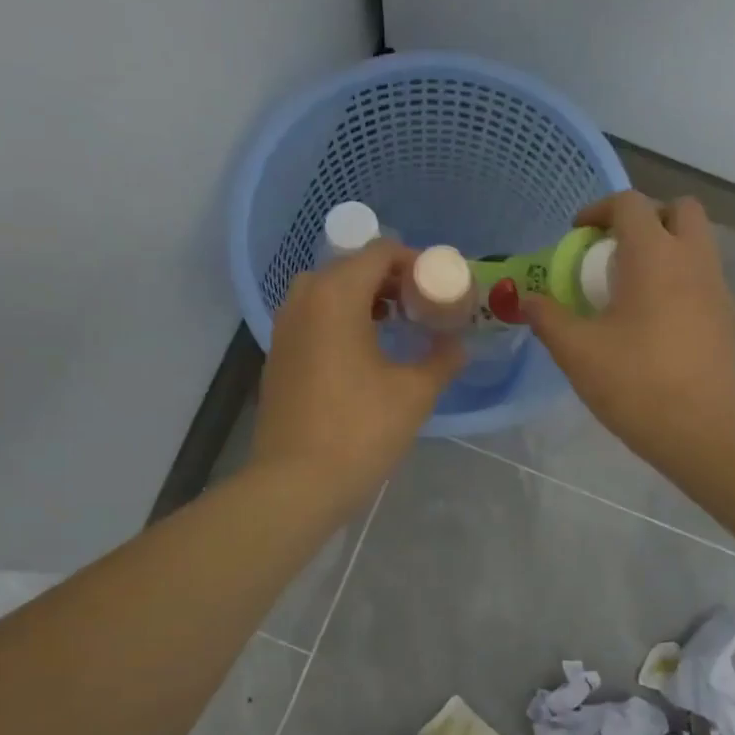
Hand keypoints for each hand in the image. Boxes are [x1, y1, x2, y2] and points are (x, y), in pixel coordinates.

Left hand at [251, 239, 464, 513]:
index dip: (416, 262)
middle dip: (391, 279)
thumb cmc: (360, 430)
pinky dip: (342, 319)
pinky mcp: (278, 354)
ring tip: (397, 326)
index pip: (381, 252)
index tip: (440, 288)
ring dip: (365, 298)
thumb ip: (442, 358)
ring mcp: (285, 327)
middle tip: (423, 306)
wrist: (296, 483)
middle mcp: (304, 298)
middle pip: (353, 267)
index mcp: (337, 295)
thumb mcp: (415, 393)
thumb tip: (456, 344)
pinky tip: (365, 353)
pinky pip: (314, 317)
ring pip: (329, 292)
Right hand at [523, 192, 734, 463]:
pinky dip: (679, 278)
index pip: (630, 203)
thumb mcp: (577, 351)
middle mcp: (692, 258)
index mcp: (653, 255)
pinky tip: (655, 319)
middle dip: (645, 218)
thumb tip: (527, 301)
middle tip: (614, 251)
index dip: (599, 210)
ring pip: (697, 242)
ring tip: (631, 286)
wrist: (701, 429)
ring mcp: (716, 287)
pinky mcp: (727, 316)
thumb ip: (548, 318)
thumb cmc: (634, 382)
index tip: (577, 235)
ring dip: (665, 247)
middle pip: (679, 209)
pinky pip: (703, 276)